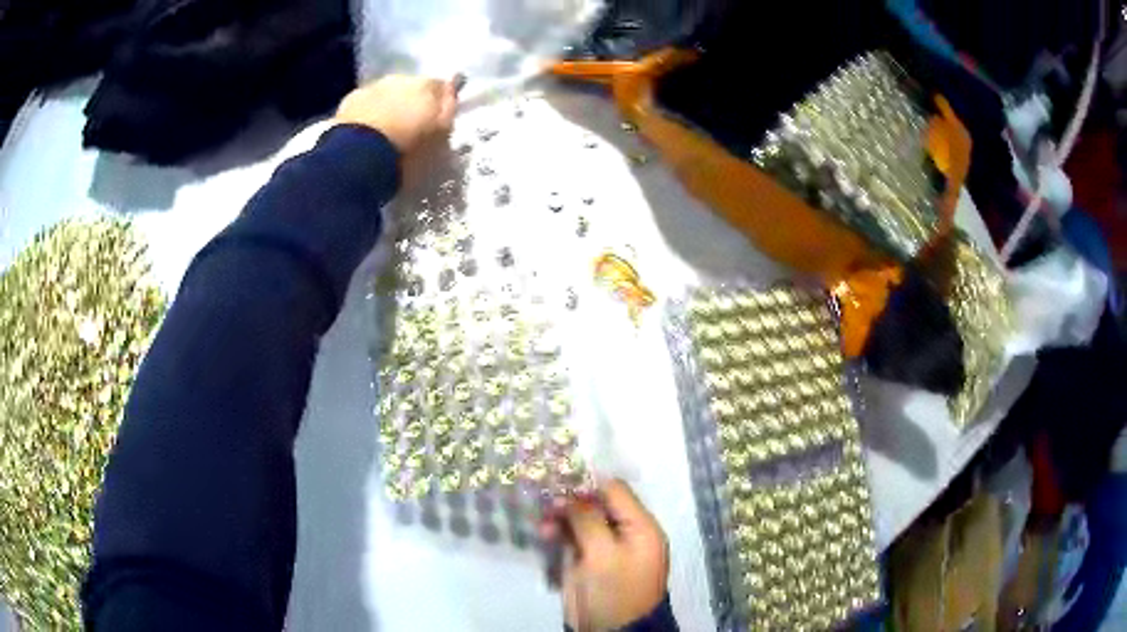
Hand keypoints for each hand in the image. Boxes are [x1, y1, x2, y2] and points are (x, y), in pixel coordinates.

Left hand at [334, 75, 458, 152]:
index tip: (436, 117)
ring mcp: (374, 86)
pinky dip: (367, 111)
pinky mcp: (350, 99)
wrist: (359, 156)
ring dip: (388, 105)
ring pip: (387, 92)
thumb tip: (452, 87)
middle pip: (411, 86)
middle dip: (411, 101)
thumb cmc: (407, 147)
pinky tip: (366, 130)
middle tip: (409, 125)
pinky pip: (364, 102)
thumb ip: (448, 108)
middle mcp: (401, 78)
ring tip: (386, 129)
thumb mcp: (440, 133)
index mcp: (427, 85)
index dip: (439, 101)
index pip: (441, 86)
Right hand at [540, 480, 669, 631]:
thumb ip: (586, 519)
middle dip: (569, 502)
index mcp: (641, 527)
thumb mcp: (603, 554)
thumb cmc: (615, 590)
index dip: (587, 483)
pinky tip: (544, 535)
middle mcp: (626, 533)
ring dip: (560, 519)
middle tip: (544, 503)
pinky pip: (573, 539)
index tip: (557, 477)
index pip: (616, 491)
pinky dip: (559, 535)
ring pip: (581, 522)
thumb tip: (568, 493)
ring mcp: (606, 548)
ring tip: (543, 527)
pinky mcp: (589, 563)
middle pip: (596, 505)